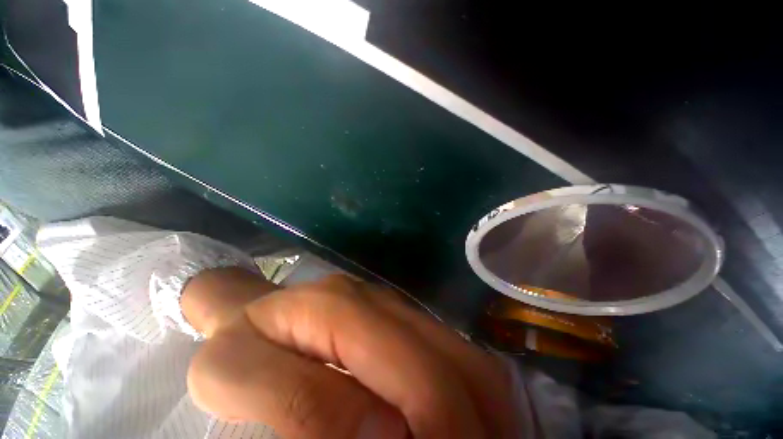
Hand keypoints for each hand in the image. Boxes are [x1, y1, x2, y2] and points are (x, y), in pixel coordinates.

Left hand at [187, 274, 521, 437]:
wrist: (255, 311)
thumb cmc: (241, 343)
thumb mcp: (237, 376)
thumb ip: (302, 405)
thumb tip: (387, 437)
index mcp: (342, 310)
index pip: (416, 373)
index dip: (444, 431)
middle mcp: (383, 302)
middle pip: (454, 362)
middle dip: (475, 426)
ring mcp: (397, 308)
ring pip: (464, 356)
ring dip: (483, 411)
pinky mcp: (403, 319)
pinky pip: (455, 355)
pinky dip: (472, 395)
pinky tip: (464, 423)